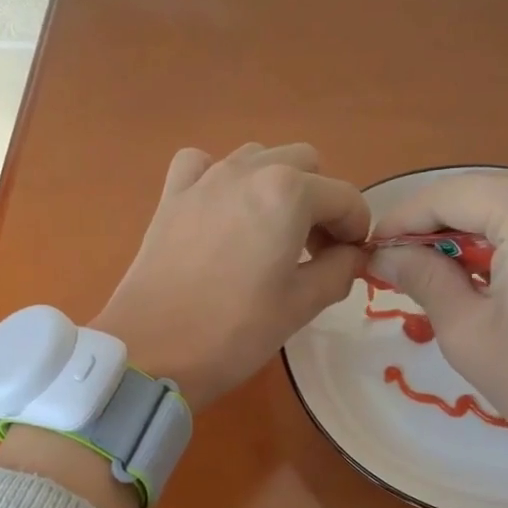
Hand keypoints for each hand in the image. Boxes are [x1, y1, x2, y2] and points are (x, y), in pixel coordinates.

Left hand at [92, 144, 370, 408]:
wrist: (151, 350)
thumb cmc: (233, 332)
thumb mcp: (300, 306)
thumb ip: (338, 270)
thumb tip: (351, 255)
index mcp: (288, 193)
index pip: (345, 197)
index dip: (356, 229)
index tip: (350, 260)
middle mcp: (247, 171)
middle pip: (304, 164)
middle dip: (319, 201)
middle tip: (312, 249)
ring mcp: (203, 179)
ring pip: (256, 157)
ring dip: (275, 185)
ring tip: (269, 232)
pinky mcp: (170, 197)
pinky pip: (201, 164)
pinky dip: (218, 177)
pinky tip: (220, 212)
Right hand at [370, 170, 507, 507]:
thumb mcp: (468, 331)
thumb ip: (422, 277)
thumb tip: (381, 254)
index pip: (451, 193)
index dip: (402, 220)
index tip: (369, 250)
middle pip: (484, 192)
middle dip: (435, 225)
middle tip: (394, 265)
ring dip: (469, 232)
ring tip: (433, 273)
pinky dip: (507, 237)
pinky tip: (484, 272)